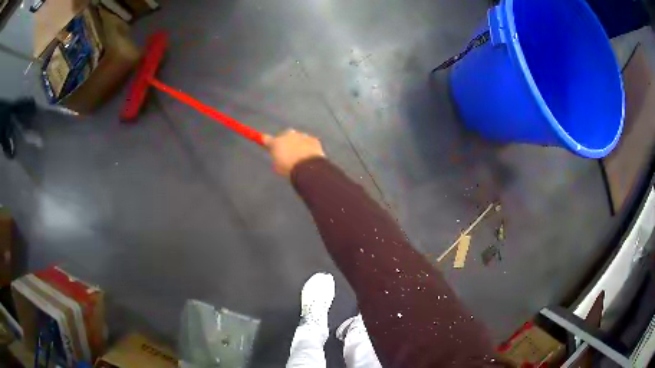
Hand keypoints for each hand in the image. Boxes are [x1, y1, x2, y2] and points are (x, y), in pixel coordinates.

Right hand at [263, 129, 324, 176]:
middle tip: (289, 152)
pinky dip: (308, 146)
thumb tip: (277, 154)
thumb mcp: (277, 166)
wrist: (309, 168)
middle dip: (286, 142)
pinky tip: (310, 156)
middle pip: (285, 135)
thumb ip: (276, 157)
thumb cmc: (289, 169)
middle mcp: (288, 135)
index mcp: (276, 142)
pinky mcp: (313, 139)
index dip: (266, 140)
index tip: (265, 142)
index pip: (266, 138)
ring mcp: (302, 136)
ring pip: (298, 138)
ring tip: (301, 155)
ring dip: (298, 143)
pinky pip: (309, 141)